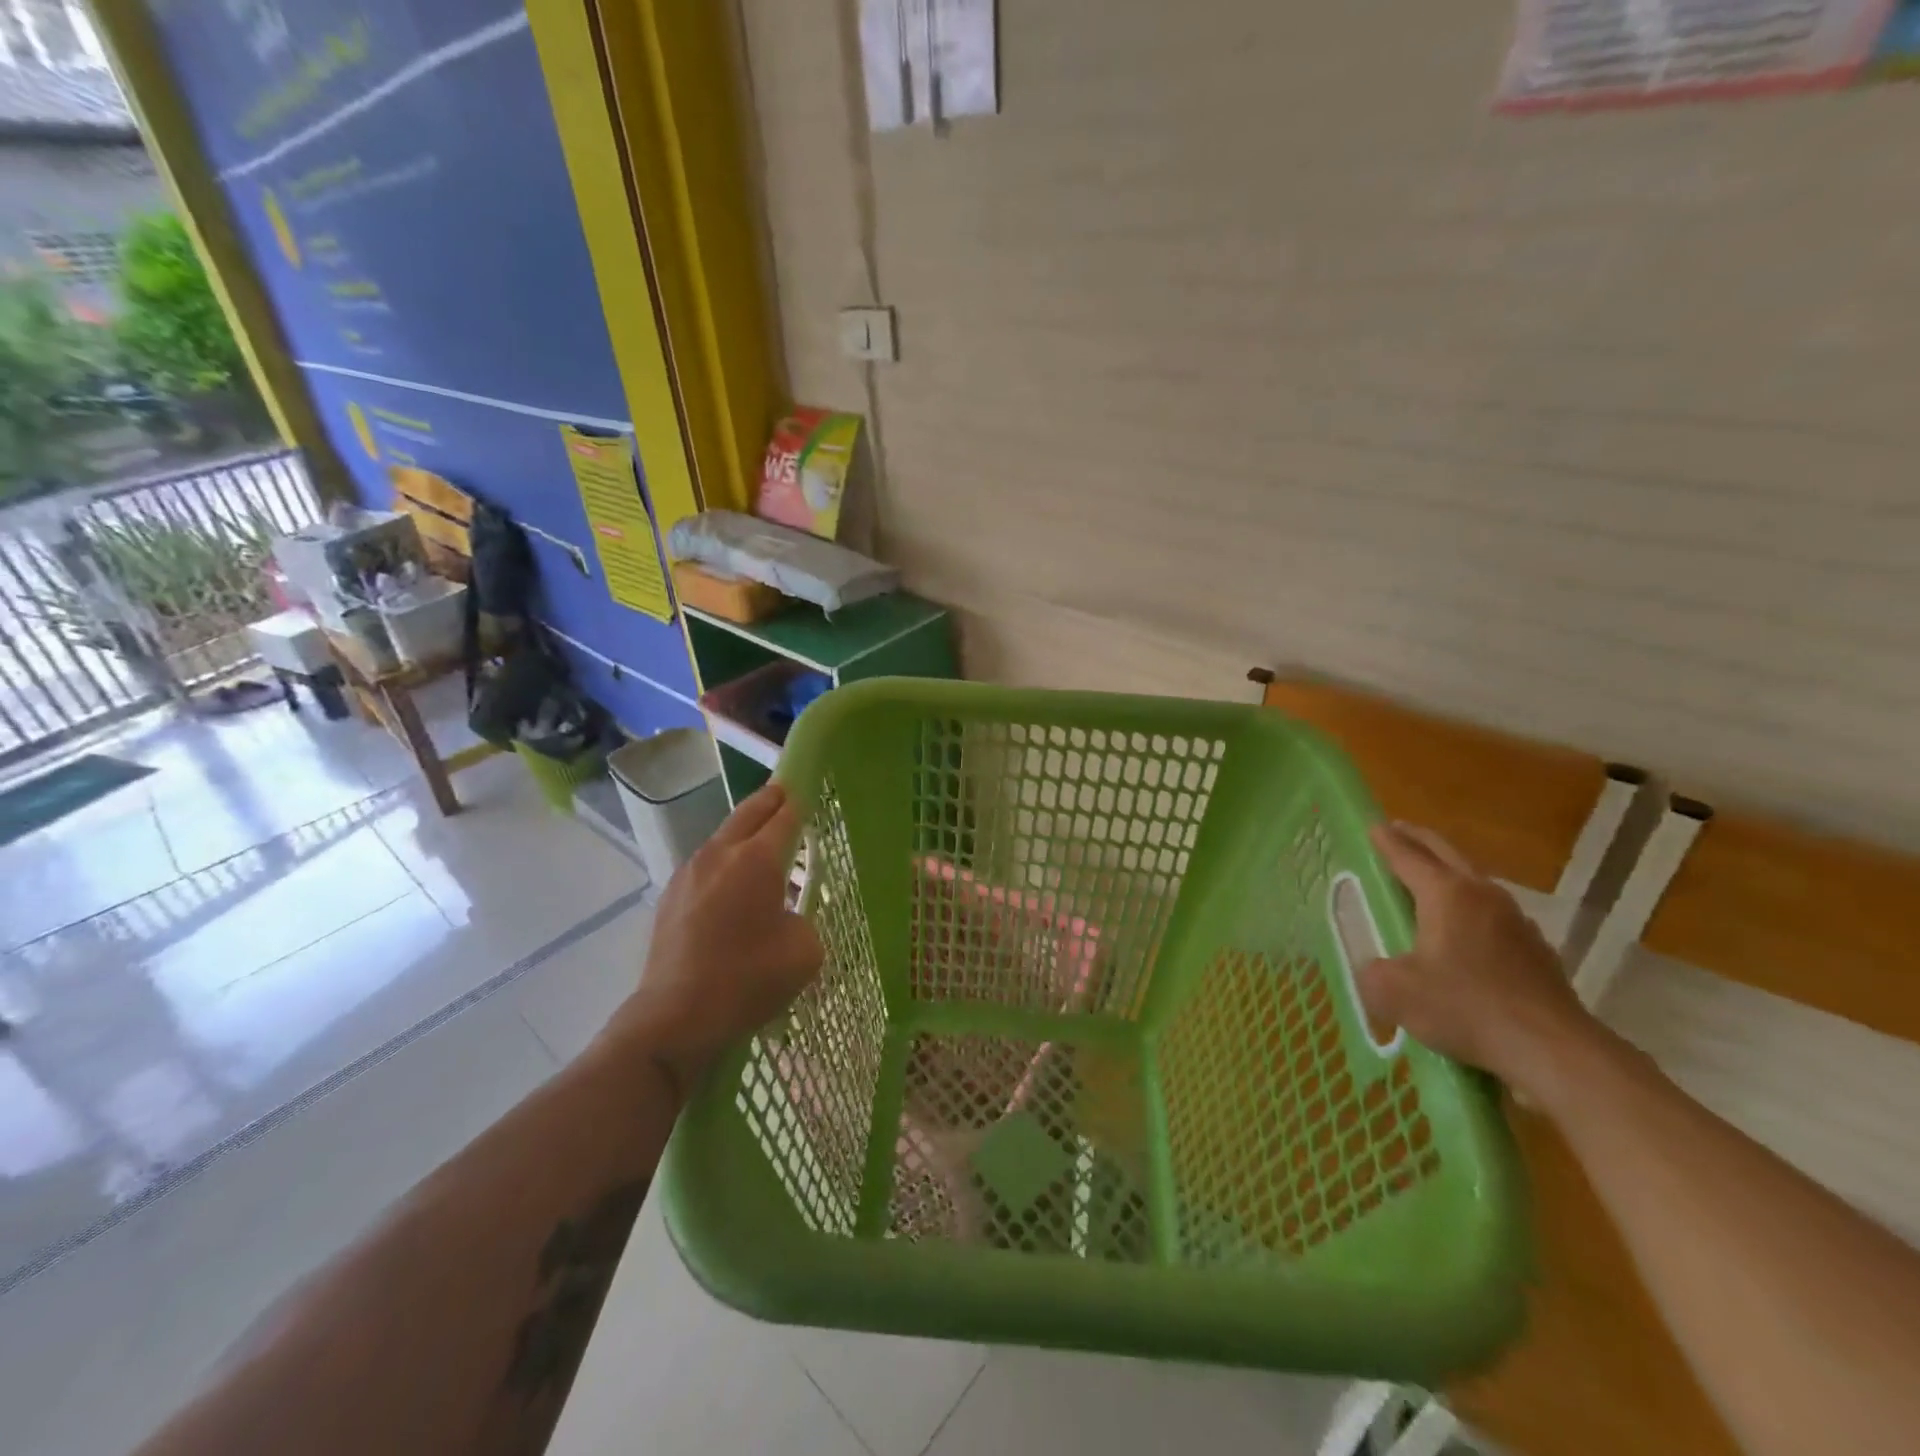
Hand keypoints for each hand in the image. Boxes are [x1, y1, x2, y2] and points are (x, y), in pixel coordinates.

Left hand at [600, 784, 822, 1099]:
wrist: (676, 1018)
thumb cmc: (748, 980)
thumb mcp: (804, 952)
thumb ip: (803, 921)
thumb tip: (785, 918)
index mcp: (757, 860)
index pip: (784, 817)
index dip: (799, 802)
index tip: (808, 791)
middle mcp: (720, 854)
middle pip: (748, 813)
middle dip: (770, 801)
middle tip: (785, 795)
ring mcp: (689, 873)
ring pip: (722, 837)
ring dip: (744, 833)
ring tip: (761, 842)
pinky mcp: (670, 896)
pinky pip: (705, 865)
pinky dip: (723, 861)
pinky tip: (731, 885)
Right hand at [1359, 822, 1599, 1100]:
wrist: (1554, 1051)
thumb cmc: (1466, 1008)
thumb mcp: (1394, 992)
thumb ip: (1372, 973)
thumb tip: (1375, 969)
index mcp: (1446, 894)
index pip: (1408, 856)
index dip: (1386, 841)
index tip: (1372, 825)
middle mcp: (1483, 896)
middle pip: (1447, 855)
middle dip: (1419, 840)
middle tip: (1398, 831)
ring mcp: (1516, 922)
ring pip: (1475, 882)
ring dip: (1449, 872)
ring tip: (1430, 878)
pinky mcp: (1536, 951)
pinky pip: (1494, 915)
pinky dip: (1472, 908)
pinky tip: (1467, 931)